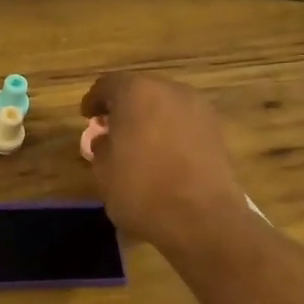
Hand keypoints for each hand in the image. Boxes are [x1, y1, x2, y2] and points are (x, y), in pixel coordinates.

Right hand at [81, 72, 248, 250]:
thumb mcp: (104, 170)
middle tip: (112, 128)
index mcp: (136, 92)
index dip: (94, 100)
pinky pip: (184, 123)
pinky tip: (163, 154)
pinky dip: (171, 132)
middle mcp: (170, 91)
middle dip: (124, 107)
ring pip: (165, 105)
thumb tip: (106, 139)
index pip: (108, 85)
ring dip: (150, 118)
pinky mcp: (217, 131)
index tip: (87, 116)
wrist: (202, 218)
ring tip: (138, 143)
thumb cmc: (141, 189)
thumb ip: (101, 147)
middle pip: (140, 90)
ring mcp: (198, 109)